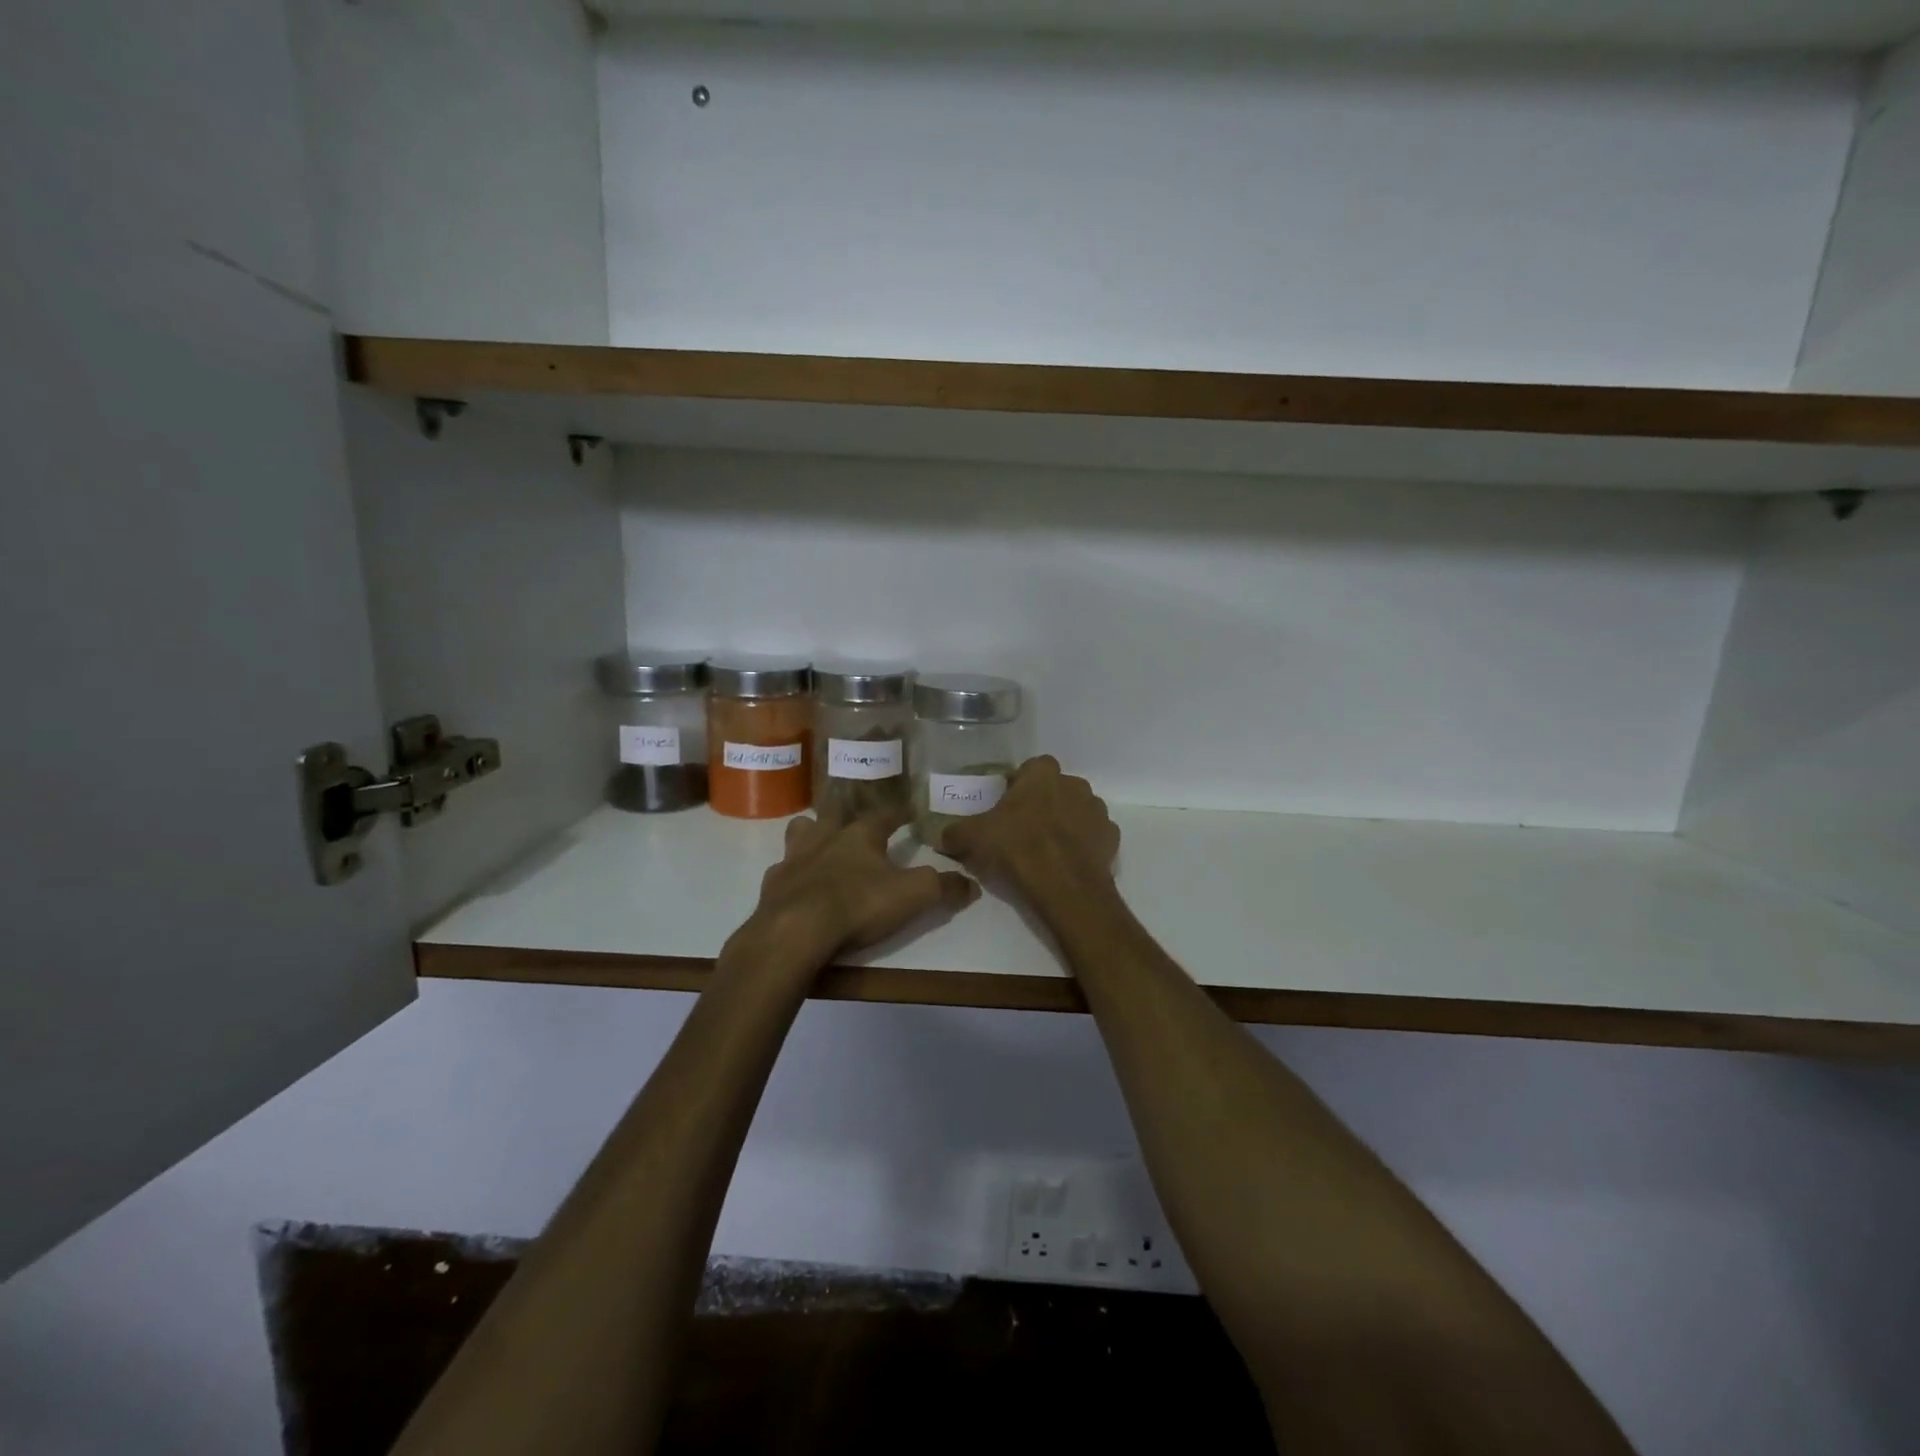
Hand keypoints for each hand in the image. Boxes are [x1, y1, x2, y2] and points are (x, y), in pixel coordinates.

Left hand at [738, 804, 979, 968]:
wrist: (794, 932)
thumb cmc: (856, 905)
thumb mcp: (912, 896)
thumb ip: (943, 887)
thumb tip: (971, 883)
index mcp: (860, 835)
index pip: (884, 815)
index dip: (899, 813)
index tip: (910, 812)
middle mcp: (825, 838)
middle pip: (834, 813)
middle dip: (845, 811)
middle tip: (852, 816)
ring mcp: (794, 860)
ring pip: (800, 833)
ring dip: (811, 834)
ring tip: (819, 844)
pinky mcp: (772, 886)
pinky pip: (782, 871)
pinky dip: (791, 874)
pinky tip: (797, 886)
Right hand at [938, 756, 1119, 911]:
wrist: (1063, 885)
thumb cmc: (1017, 848)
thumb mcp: (973, 838)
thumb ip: (955, 832)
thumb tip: (940, 835)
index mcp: (1043, 774)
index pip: (1032, 767)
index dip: (1019, 785)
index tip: (1006, 806)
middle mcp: (1075, 784)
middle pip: (1056, 788)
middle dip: (1043, 803)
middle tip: (1023, 829)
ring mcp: (1097, 811)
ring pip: (1077, 810)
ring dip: (1065, 823)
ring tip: (1046, 849)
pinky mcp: (1111, 838)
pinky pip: (1093, 836)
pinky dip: (1083, 845)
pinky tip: (1066, 863)